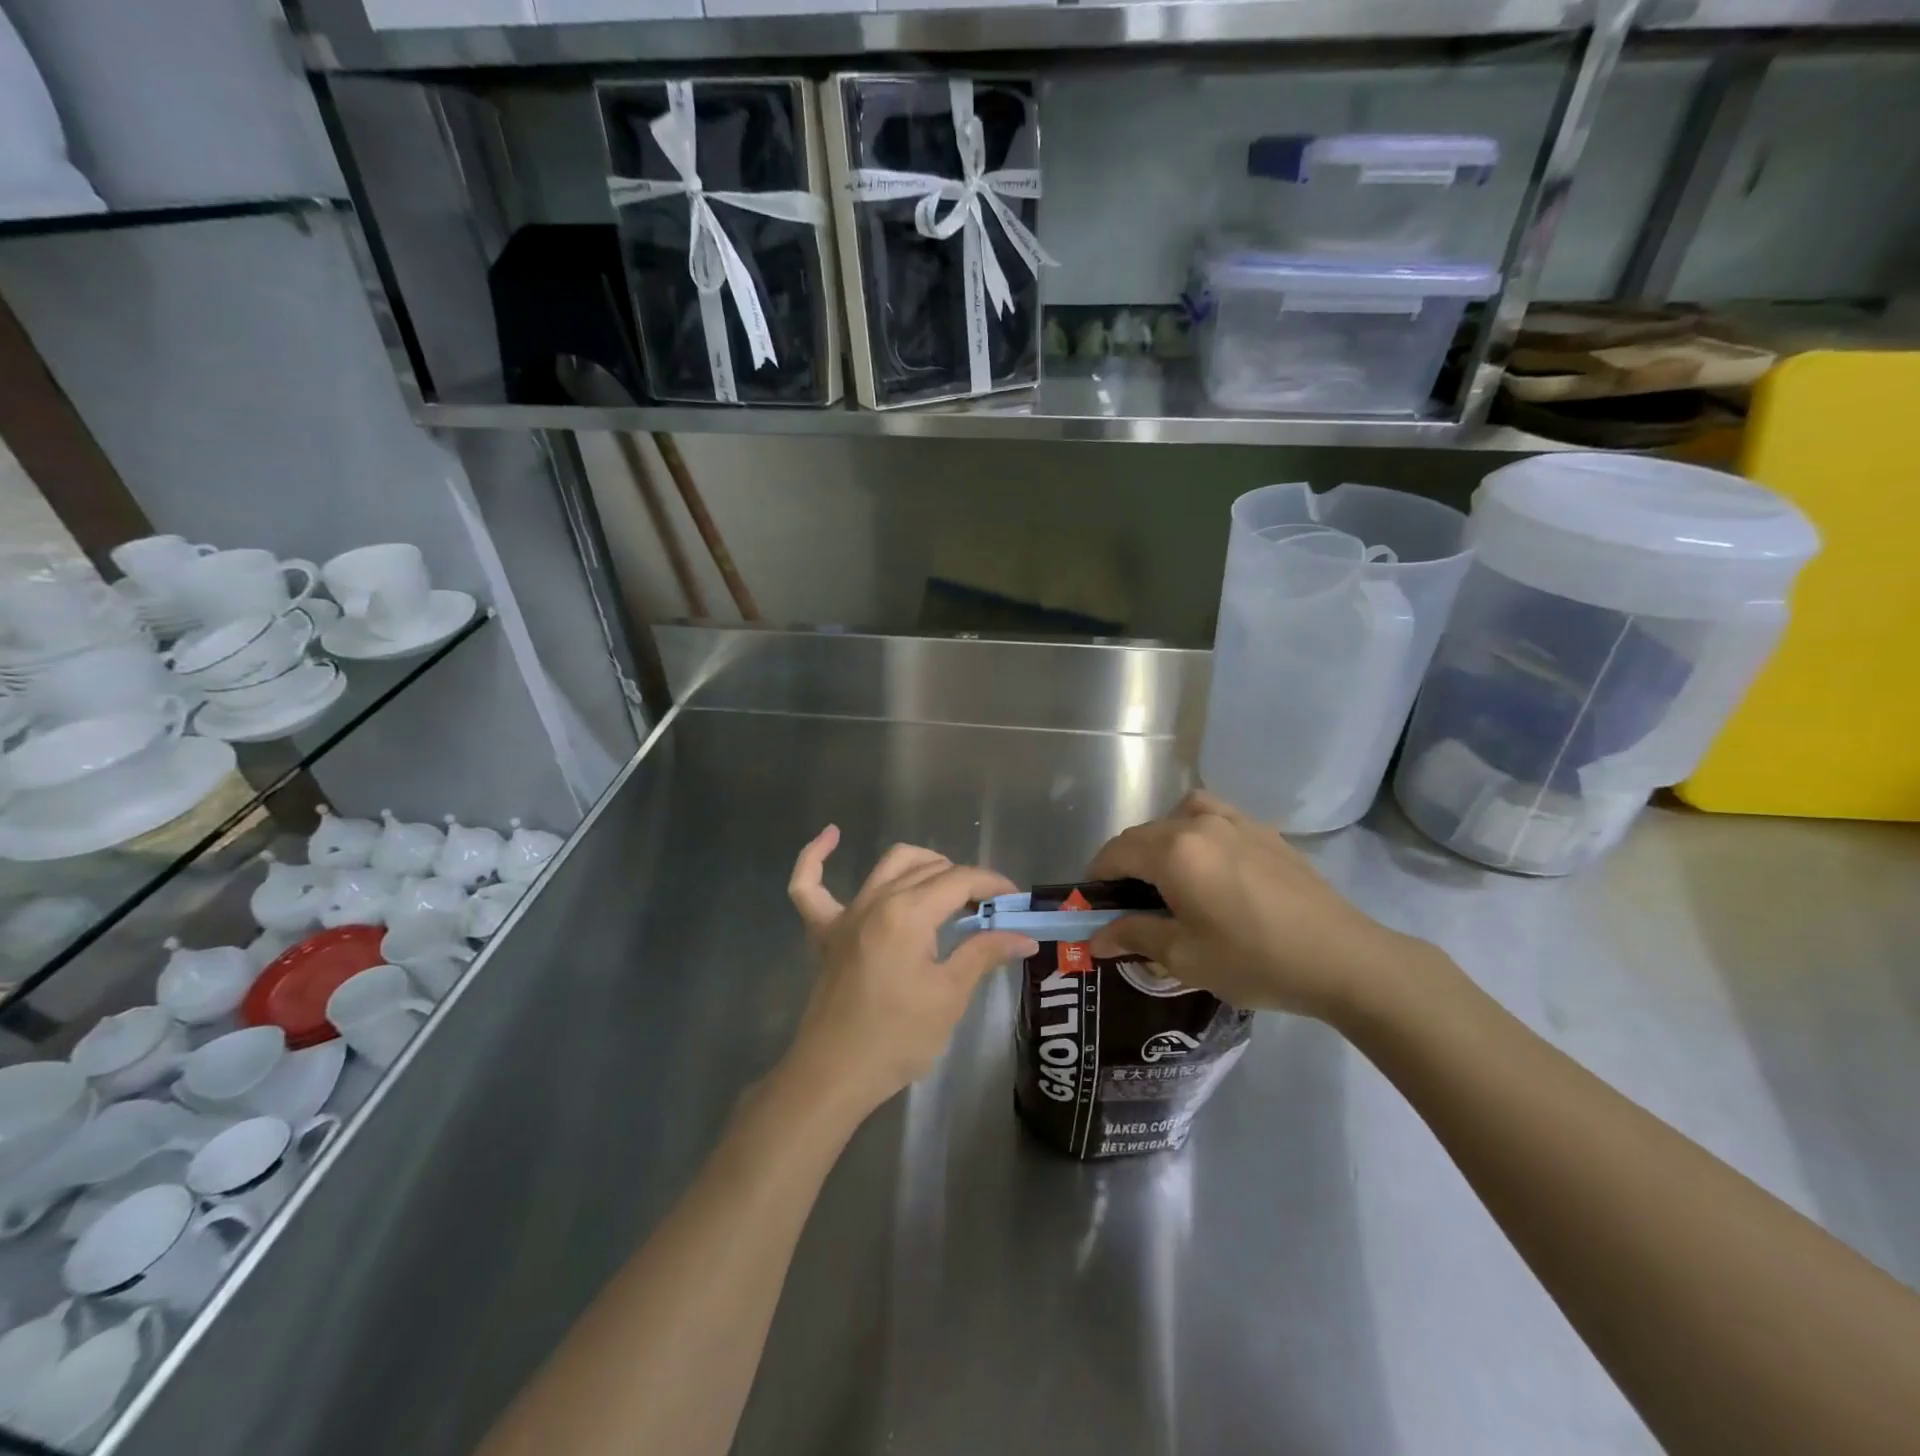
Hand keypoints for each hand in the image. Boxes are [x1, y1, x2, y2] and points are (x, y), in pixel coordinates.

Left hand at [783, 827, 1036, 1118]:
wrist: (834, 1074)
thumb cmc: (897, 1038)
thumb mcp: (949, 996)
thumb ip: (984, 954)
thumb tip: (1024, 937)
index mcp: (908, 913)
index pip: (959, 881)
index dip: (992, 885)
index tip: (1014, 900)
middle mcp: (876, 900)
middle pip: (929, 869)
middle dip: (964, 880)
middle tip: (987, 910)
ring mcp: (845, 913)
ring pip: (888, 865)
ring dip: (922, 864)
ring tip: (946, 885)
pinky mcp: (823, 931)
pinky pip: (809, 885)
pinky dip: (817, 857)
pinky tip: (832, 835)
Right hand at [1086, 791, 1424, 1021]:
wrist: (1343, 958)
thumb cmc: (1255, 960)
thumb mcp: (1184, 957)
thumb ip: (1134, 936)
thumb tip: (1095, 936)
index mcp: (1173, 851)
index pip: (1116, 852)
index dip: (1098, 877)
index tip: (1095, 906)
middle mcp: (1198, 823)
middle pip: (1144, 834)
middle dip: (1127, 864)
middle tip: (1130, 905)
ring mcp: (1235, 821)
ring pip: (1178, 817)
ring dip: (1162, 842)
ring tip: (1170, 878)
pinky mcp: (1264, 830)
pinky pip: (1214, 817)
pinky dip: (1196, 831)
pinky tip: (1211, 865)